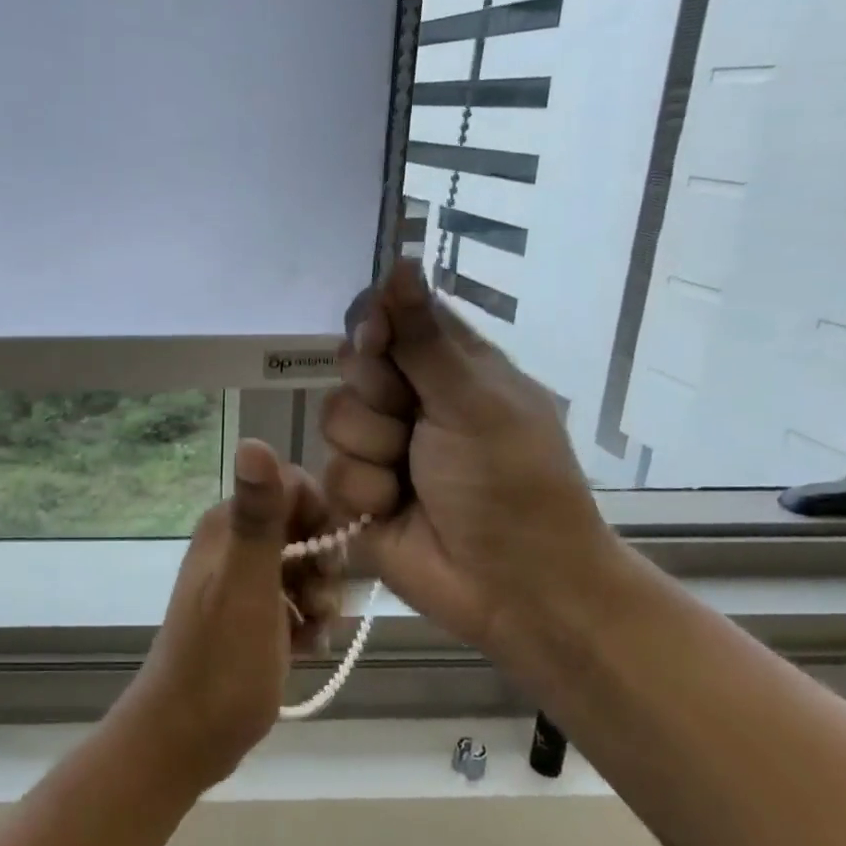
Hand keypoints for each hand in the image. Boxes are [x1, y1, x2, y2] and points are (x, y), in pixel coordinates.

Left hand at [118, 440, 341, 789]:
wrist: (185, 738)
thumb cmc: (221, 663)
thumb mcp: (248, 586)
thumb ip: (257, 516)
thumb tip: (253, 440)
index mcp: (228, 525)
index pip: (293, 487)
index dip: (322, 520)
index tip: (329, 562)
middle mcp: (232, 543)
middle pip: (304, 529)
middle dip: (324, 567)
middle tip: (319, 606)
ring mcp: (240, 581)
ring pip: (304, 568)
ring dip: (319, 599)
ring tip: (311, 634)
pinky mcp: (249, 615)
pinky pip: (294, 601)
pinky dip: (306, 622)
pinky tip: (304, 649)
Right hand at [319, 260, 625, 659]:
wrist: (514, 586)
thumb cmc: (511, 481)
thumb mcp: (473, 400)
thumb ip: (424, 337)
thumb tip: (401, 259)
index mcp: (450, 367)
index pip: (392, 318)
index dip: (374, 325)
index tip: (376, 342)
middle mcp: (411, 400)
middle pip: (353, 366)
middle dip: (376, 394)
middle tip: (410, 419)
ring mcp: (382, 447)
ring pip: (335, 418)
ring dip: (373, 450)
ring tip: (411, 478)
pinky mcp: (358, 493)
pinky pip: (331, 472)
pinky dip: (365, 492)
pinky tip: (394, 510)